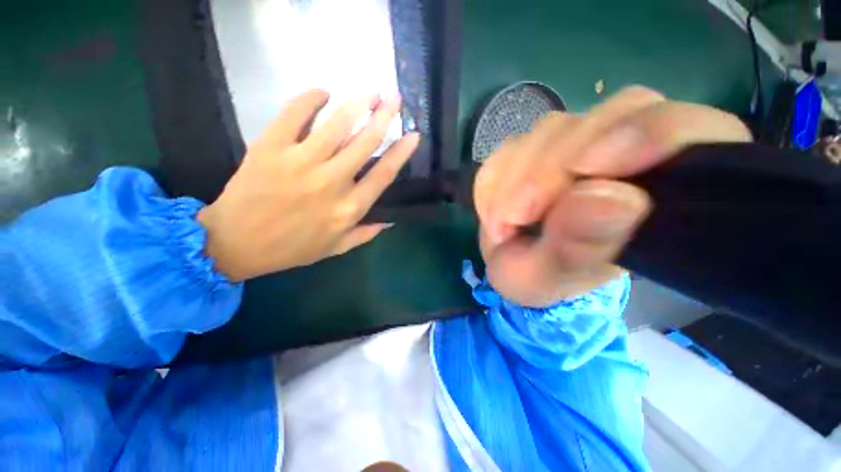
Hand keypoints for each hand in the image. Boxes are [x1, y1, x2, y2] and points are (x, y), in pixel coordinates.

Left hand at [198, 89, 418, 280]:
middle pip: (365, 142)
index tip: (414, 135)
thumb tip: (390, 220)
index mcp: (349, 208)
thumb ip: (366, 234)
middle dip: (384, 116)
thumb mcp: (336, 248)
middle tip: (395, 99)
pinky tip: (323, 92)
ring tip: (370, 91)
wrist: (236, 243)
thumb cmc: (292, 248)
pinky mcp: (271, 147)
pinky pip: (293, 114)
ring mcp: (300, 162)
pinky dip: (310, 99)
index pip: (383, 174)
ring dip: (357, 104)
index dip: (401, 152)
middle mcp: (331, 183)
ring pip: (336, 125)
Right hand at [474, 86, 750, 306]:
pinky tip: (493, 210)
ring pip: (551, 129)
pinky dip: (494, 179)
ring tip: (503, 223)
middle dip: (548, 170)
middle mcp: (624, 153)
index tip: (587, 169)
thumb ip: (578, 246)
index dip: (649, 134)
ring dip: (514, 178)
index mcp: (661, 190)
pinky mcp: (536, 149)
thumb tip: (612, 199)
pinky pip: (510, 146)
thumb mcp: (552, 277)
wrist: (513, 264)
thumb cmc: (542, 279)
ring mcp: (577, 144)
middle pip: (606, 119)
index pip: (690, 129)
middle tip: (516, 217)